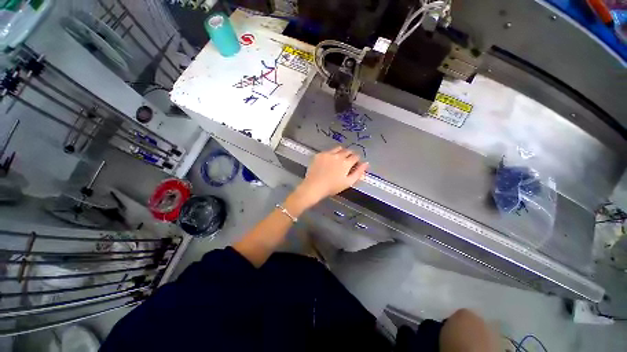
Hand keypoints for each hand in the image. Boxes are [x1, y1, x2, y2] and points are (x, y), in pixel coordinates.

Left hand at [292, 146, 368, 208]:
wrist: (314, 186)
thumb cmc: (332, 187)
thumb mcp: (348, 182)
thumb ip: (359, 172)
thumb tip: (366, 164)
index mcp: (346, 162)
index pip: (356, 156)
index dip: (356, 160)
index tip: (354, 164)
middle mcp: (338, 155)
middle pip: (348, 151)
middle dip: (349, 155)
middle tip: (346, 162)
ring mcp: (328, 153)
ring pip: (338, 148)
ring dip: (341, 152)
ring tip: (338, 160)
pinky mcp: (320, 154)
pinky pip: (328, 151)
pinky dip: (330, 154)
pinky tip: (327, 161)